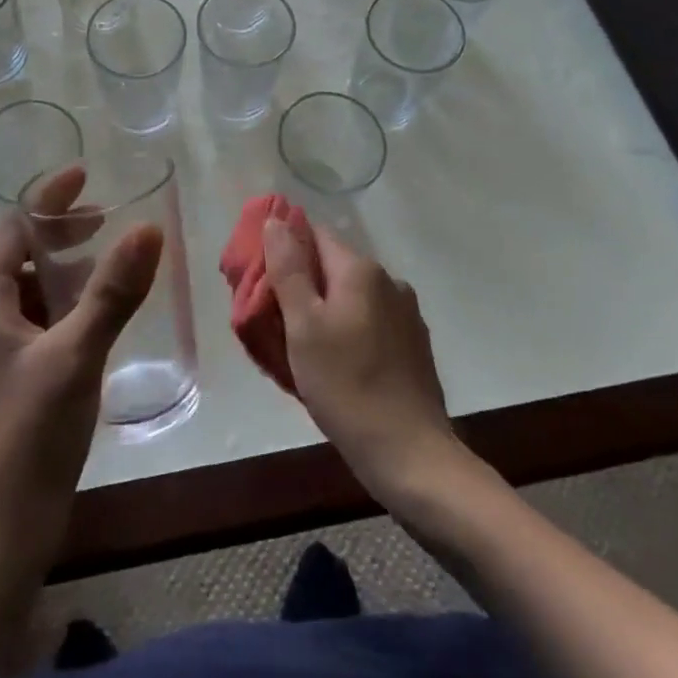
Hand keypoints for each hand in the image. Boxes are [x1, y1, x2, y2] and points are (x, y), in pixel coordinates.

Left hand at [0, 166, 161, 589]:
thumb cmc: (28, 438)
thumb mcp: (76, 356)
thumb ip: (112, 291)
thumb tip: (147, 227)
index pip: (11, 227)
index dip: (48, 199)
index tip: (87, 176)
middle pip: (18, 254)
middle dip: (60, 232)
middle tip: (108, 220)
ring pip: (29, 289)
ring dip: (66, 269)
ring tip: (111, 262)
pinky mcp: (7, 379)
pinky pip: (36, 321)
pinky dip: (65, 304)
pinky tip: (99, 316)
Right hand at [264, 216, 457, 500]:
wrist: (411, 456)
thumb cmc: (347, 386)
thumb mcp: (304, 327)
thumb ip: (288, 269)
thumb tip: (276, 221)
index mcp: (361, 270)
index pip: (314, 235)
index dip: (285, 250)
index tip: (263, 280)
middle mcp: (388, 281)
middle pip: (333, 266)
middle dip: (303, 285)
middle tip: (276, 320)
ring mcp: (406, 314)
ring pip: (352, 297)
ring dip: (326, 310)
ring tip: (303, 347)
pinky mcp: (414, 346)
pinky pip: (370, 322)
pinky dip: (350, 331)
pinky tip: (337, 364)